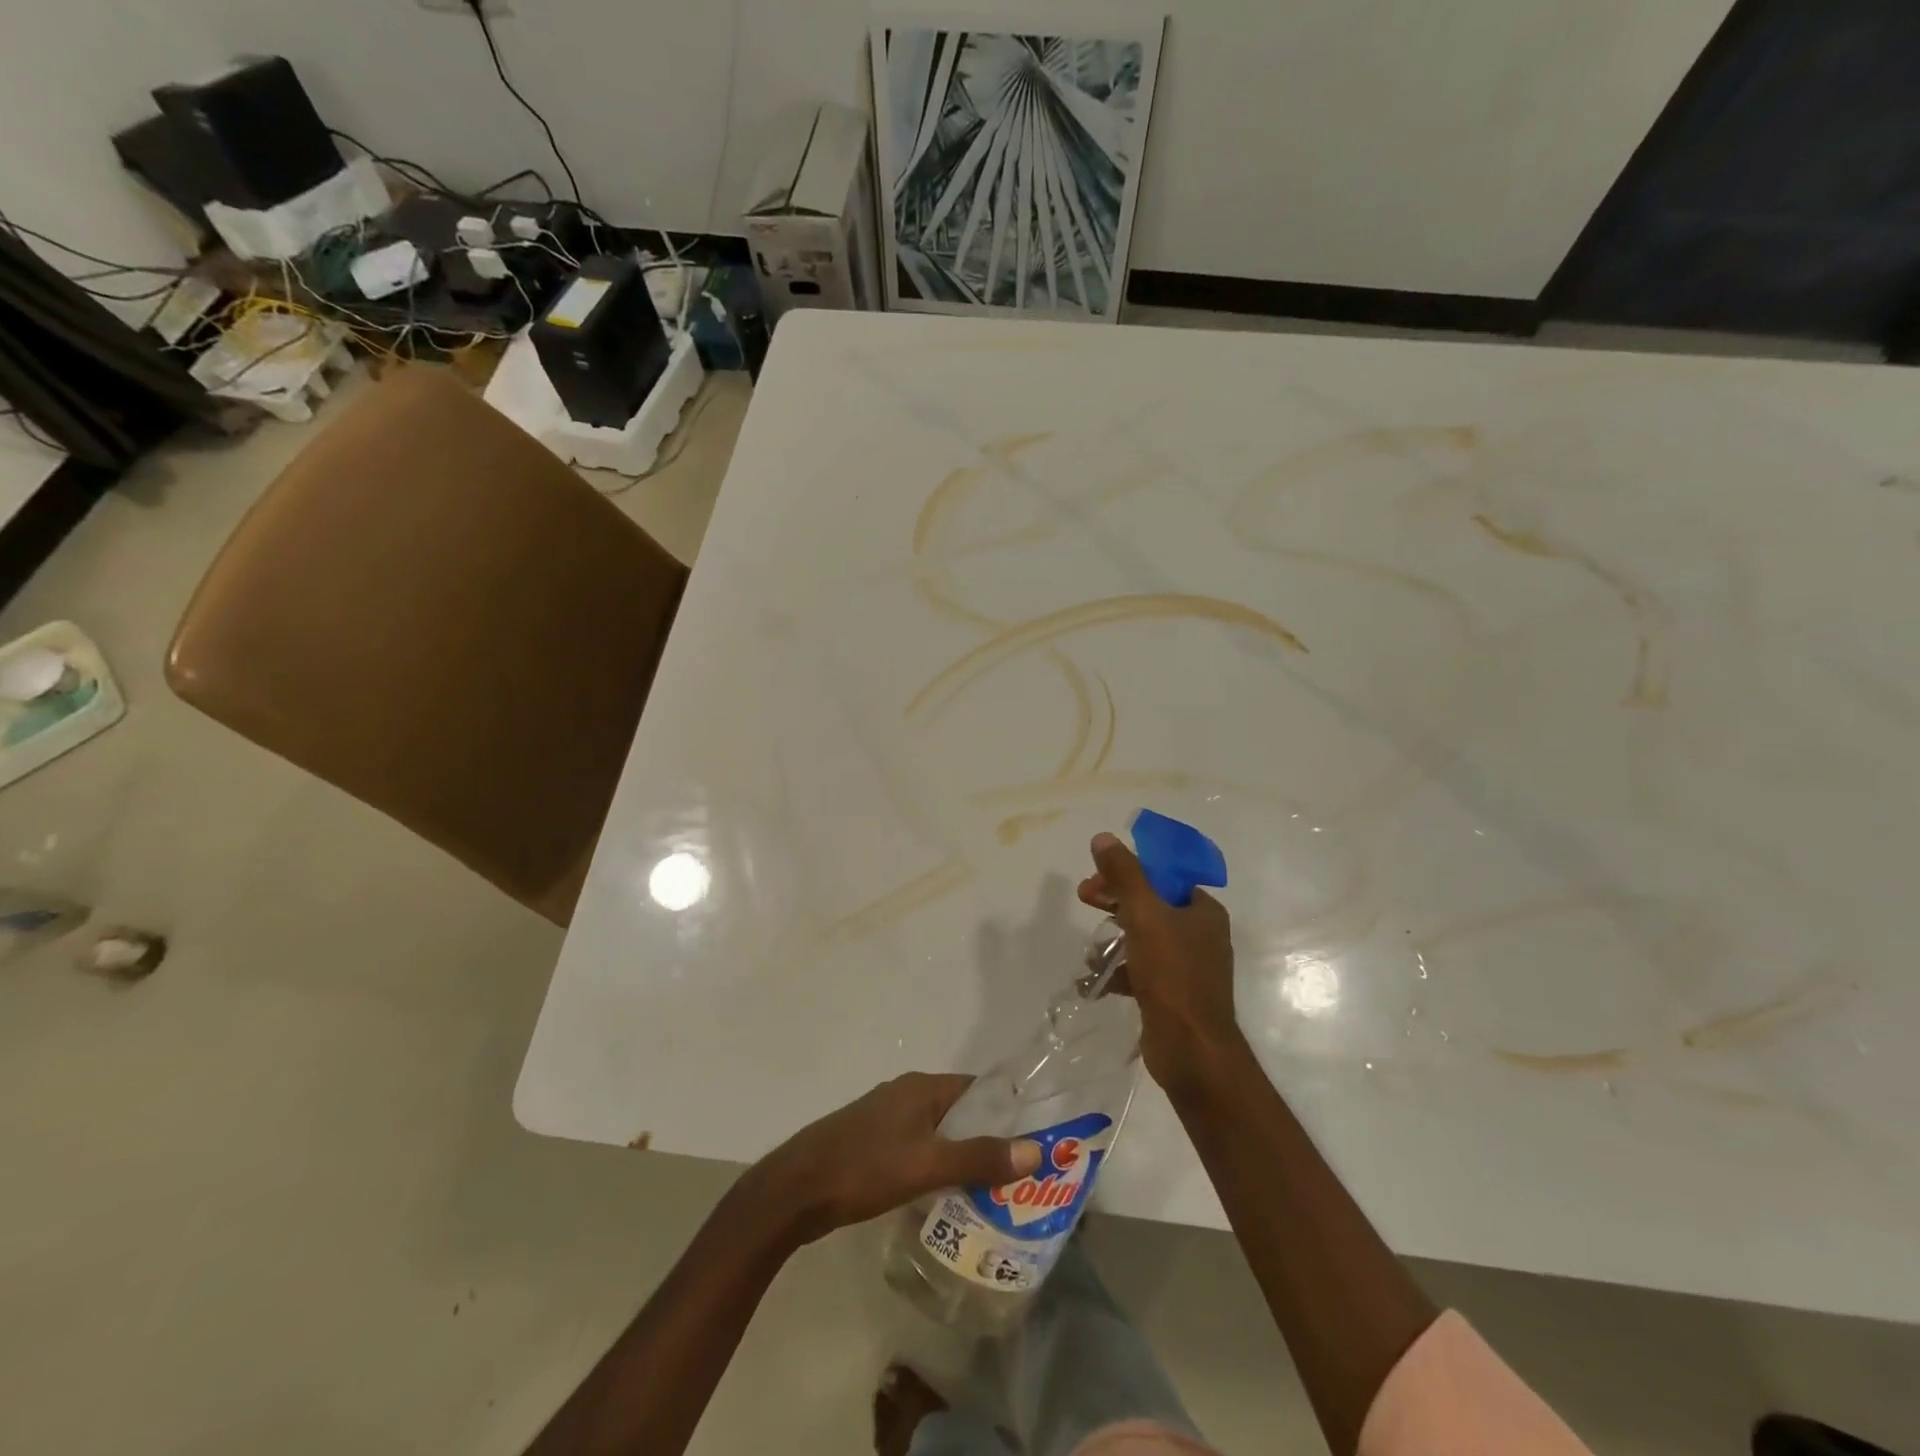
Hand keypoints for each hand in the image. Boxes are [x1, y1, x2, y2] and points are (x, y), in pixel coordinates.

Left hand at [750, 1074, 1041, 1245]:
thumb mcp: (927, 1164)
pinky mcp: (871, 1144)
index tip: (1034, 1140)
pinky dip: (937, 1165)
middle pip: (959, 1111)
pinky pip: (917, 1148)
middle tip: (1019, 1174)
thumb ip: (979, 1158)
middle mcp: (906, 1094)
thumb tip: (1035, 1151)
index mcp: (921, 1087)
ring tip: (992, 1191)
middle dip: (988, 1138)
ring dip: (962, 1155)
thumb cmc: (864, 1168)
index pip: (978, 1089)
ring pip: (937, 1132)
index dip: (1007, 1110)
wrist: (795, 1189)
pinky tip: (946, 1196)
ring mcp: (885, 1118)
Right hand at [1078, 831, 1242, 1095]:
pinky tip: (1093, 980)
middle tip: (1084, 899)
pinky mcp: (1173, 996)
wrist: (1191, 1050)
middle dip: (1115, 901)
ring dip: (1114, 939)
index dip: (1128, 872)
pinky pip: (1141, 971)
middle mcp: (1200, 935)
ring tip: (1089, 952)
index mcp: (1203, 911)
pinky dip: (1118, 971)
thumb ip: (1124, 875)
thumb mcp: (1144, 915)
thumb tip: (1103, 837)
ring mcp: (1188, 968)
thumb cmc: (1172, 975)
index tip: (1097, 878)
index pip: (1163, 877)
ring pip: (1144, 939)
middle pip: (1150, 905)